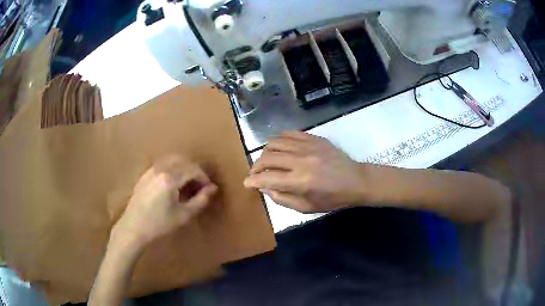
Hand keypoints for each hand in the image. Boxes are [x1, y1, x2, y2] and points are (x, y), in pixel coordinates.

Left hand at [113, 155, 216, 247]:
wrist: (134, 228)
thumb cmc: (159, 224)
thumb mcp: (183, 215)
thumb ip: (200, 200)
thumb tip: (212, 189)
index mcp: (170, 179)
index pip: (192, 170)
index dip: (204, 178)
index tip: (209, 188)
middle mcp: (160, 169)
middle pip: (183, 161)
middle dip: (194, 170)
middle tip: (200, 185)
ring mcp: (151, 171)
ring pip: (171, 160)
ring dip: (183, 168)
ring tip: (188, 183)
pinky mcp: (145, 175)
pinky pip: (162, 165)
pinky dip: (172, 169)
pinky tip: (172, 183)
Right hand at [244, 131, 368, 212]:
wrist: (355, 181)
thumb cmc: (332, 198)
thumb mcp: (306, 208)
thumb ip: (282, 199)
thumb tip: (265, 188)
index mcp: (299, 182)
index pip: (267, 178)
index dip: (253, 181)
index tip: (247, 183)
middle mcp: (300, 161)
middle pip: (267, 158)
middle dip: (255, 166)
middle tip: (255, 173)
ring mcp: (307, 146)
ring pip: (275, 142)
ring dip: (265, 152)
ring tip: (266, 160)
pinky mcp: (314, 138)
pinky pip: (290, 133)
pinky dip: (280, 140)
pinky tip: (280, 148)